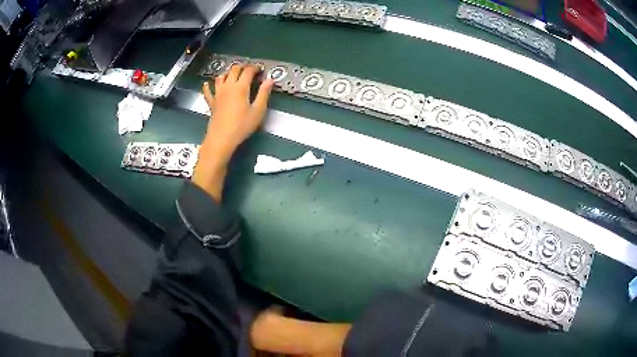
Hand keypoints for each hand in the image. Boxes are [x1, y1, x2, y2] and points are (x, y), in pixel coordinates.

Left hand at [193, 65, 273, 200]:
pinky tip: (207, 84)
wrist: (222, 138)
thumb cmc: (242, 126)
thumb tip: (270, 80)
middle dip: (242, 67)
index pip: (248, 71)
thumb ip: (264, 93)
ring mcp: (218, 94)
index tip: (260, 70)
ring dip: (227, 73)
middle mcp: (228, 86)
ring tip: (233, 74)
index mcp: (241, 87)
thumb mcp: (258, 111)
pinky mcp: (211, 102)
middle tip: (249, 69)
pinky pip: (207, 91)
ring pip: (221, 77)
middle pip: (234, 70)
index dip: (255, 68)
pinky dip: (207, 86)